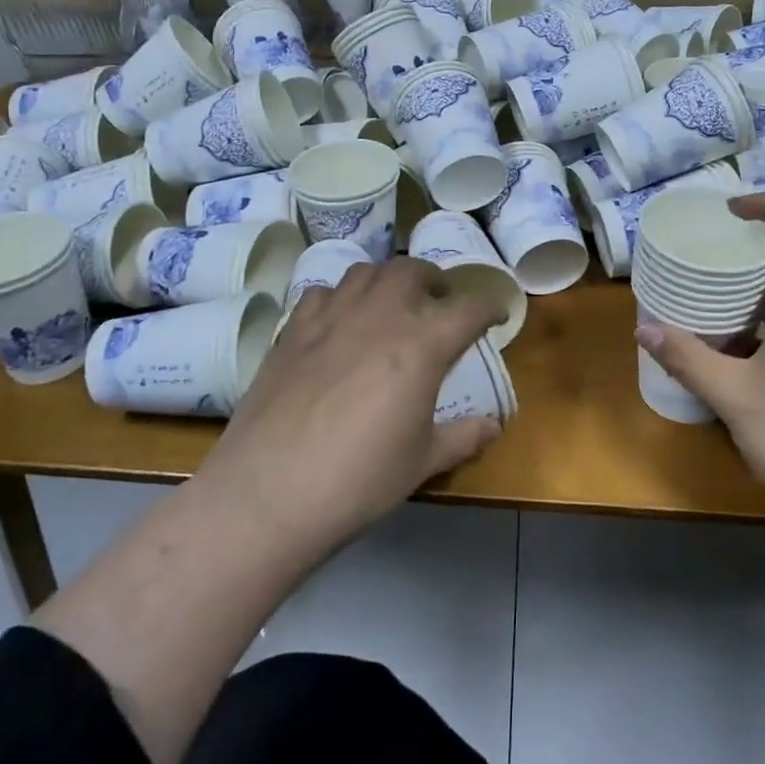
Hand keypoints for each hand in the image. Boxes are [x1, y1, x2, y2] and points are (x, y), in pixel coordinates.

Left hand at [190, 258, 505, 561]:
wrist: (269, 493)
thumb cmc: (358, 481)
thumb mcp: (421, 462)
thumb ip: (463, 437)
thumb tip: (495, 427)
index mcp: (421, 346)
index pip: (468, 308)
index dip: (489, 307)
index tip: (496, 315)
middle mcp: (379, 317)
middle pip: (412, 270)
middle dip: (434, 280)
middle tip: (438, 303)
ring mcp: (331, 318)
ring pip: (365, 272)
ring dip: (387, 281)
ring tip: (390, 305)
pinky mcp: (293, 330)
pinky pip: (322, 292)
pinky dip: (340, 297)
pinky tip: (338, 323)